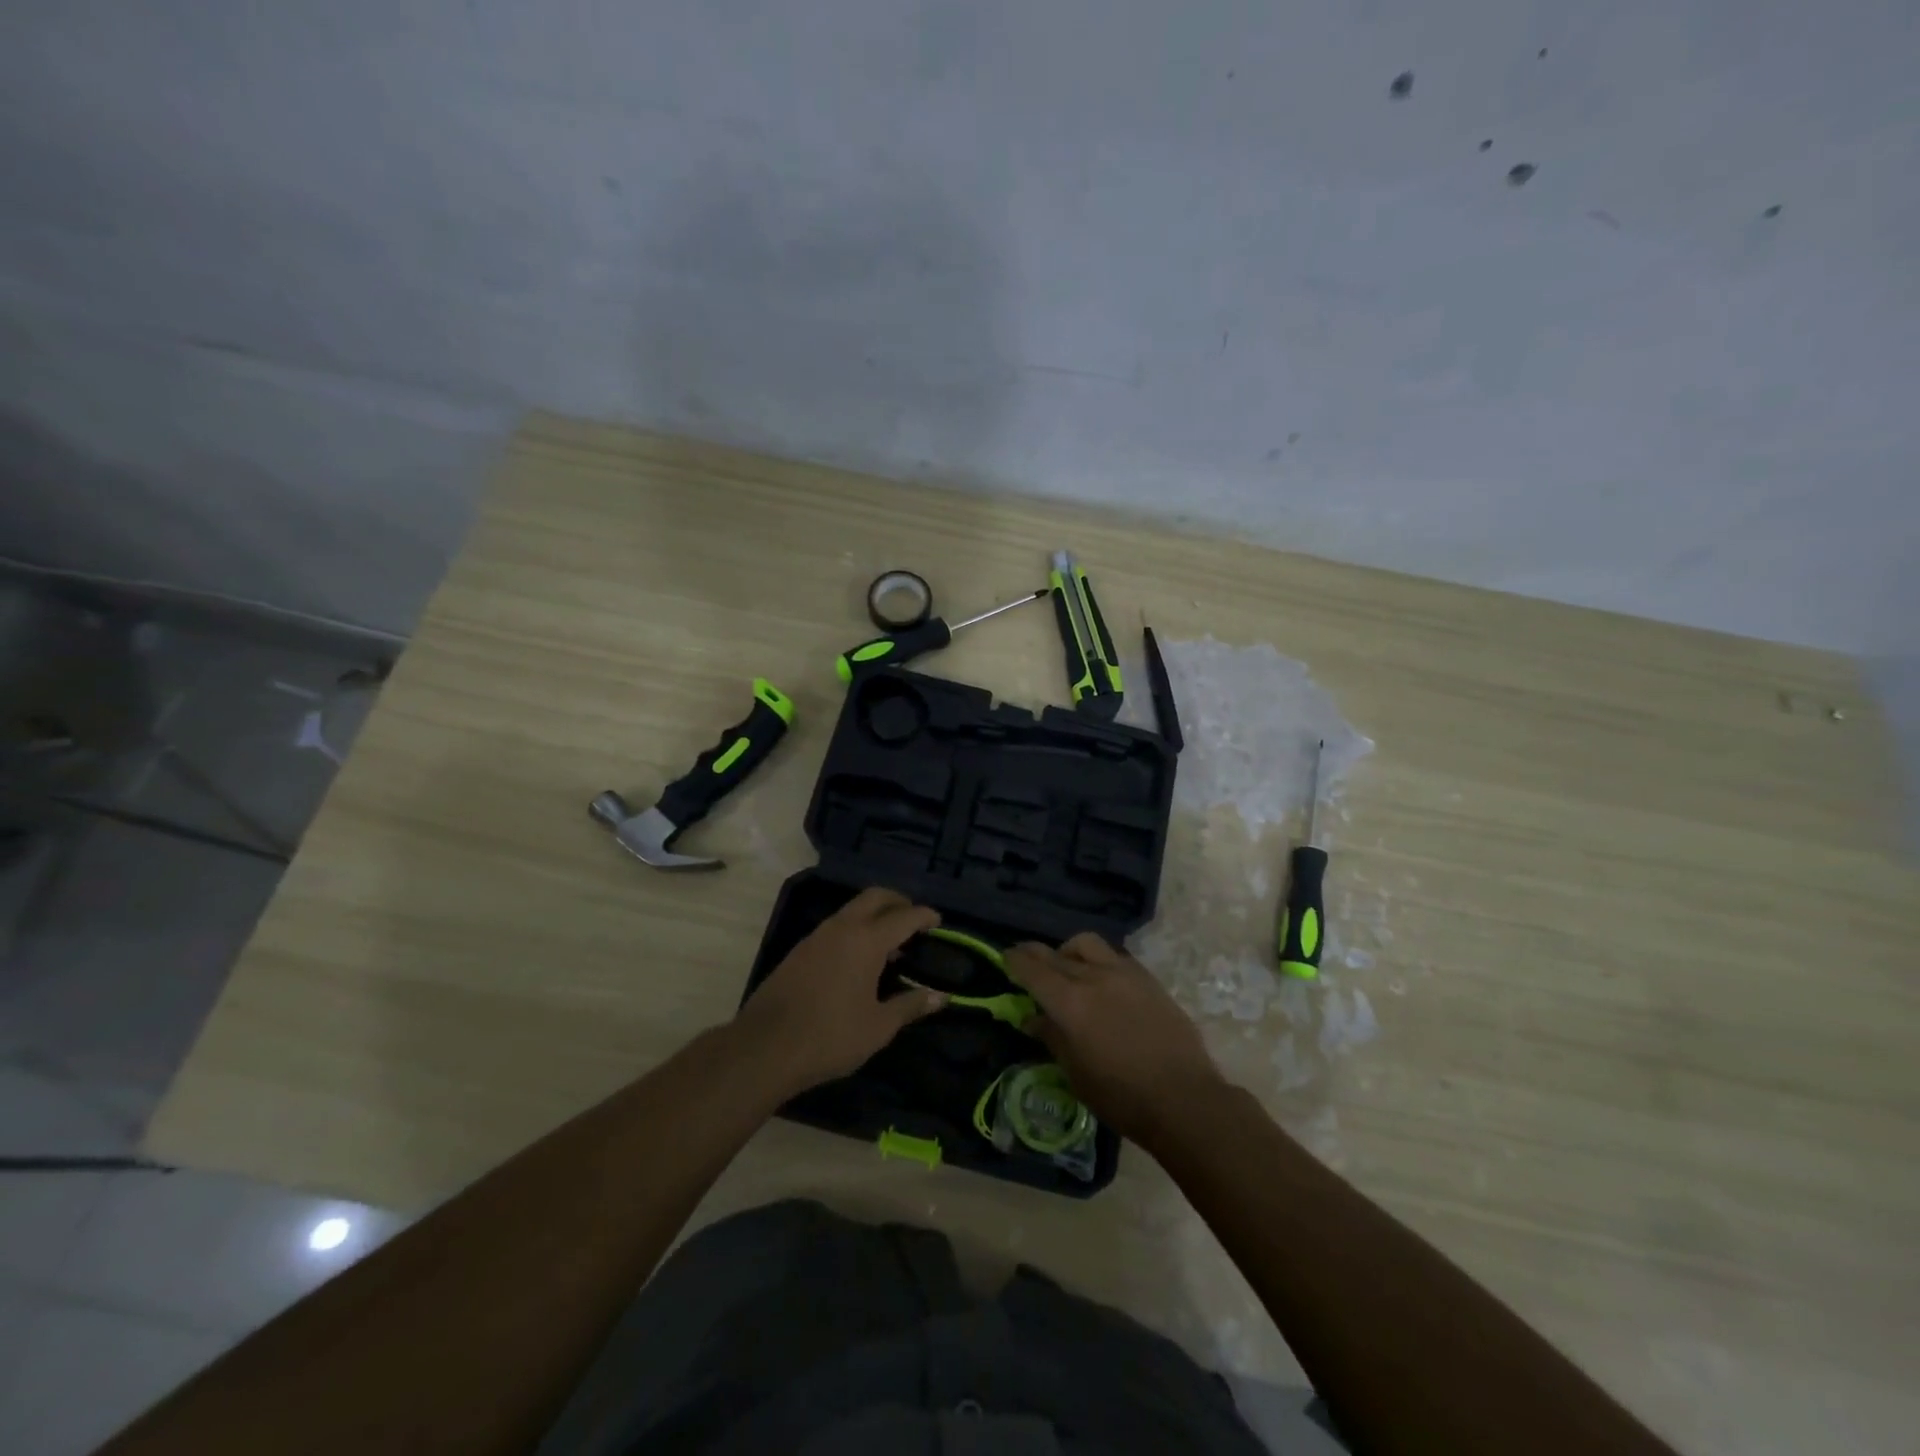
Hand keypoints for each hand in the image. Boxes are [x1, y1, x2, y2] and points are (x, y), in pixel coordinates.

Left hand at [733, 888, 947, 1093]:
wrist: (764, 1047)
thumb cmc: (830, 1036)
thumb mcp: (878, 1026)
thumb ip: (910, 1005)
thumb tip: (941, 996)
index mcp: (866, 940)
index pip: (904, 916)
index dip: (924, 916)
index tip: (938, 921)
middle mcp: (842, 928)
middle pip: (875, 897)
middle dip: (898, 902)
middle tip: (914, 921)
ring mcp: (817, 936)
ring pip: (852, 910)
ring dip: (874, 915)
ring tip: (889, 944)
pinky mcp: (800, 950)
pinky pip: (836, 926)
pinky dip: (855, 929)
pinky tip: (858, 959)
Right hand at [1005, 933, 1227, 1144]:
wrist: (1184, 1098)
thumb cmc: (1121, 1096)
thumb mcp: (1075, 1073)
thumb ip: (1052, 1037)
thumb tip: (1032, 1017)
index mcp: (1069, 1002)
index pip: (1031, 969)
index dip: (1014, 961)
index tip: (1005, 958)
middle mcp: (1093, 977)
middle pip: (1055, 954)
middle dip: (1035, 955)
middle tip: (1026, 961)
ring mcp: (1123, 973)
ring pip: (1086, 944)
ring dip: (1069, 950)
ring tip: (1067, 967)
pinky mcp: (1147, 978)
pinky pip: (1113, 955)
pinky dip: (1098, 960)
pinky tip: (1100, 979)